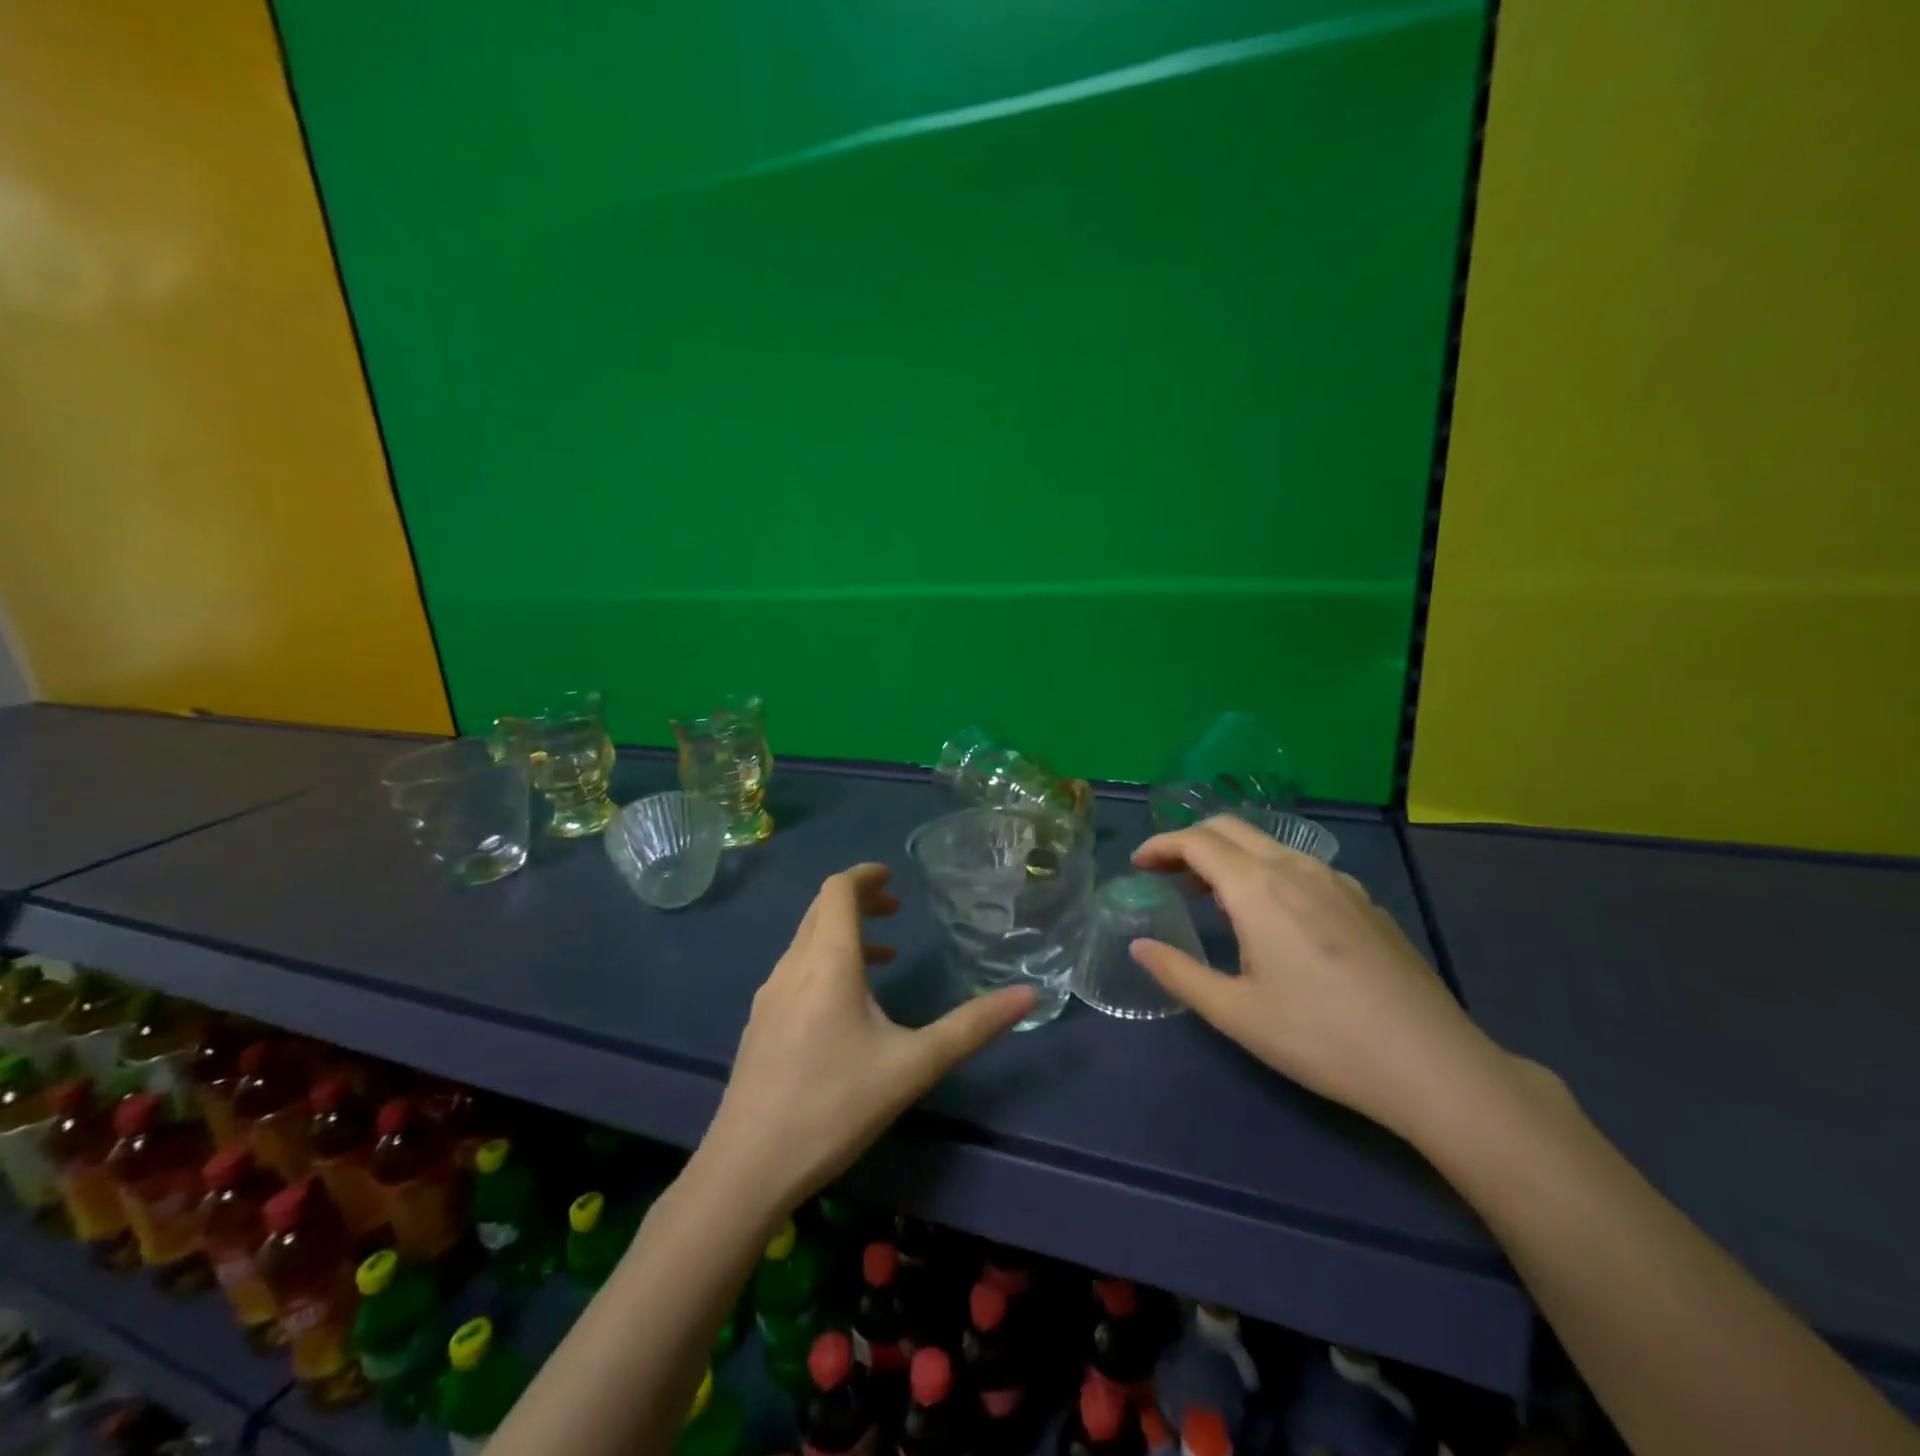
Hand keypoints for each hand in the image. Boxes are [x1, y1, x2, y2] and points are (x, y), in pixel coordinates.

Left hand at [699, 863, 1036, 1211]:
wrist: (748, 1167)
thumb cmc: (835, 1106)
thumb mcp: (914, 1066)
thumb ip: (972, 1026)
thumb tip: (1029, 995)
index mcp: (827, 962)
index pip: (838, 891)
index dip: (865, 875)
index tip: (893, 876)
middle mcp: (792, 967)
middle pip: (821, 910)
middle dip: (858, 900)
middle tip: (895, 908)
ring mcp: (769, 996)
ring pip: (806, 941)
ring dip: (843, 933)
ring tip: (883, 956)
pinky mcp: (759, 1024)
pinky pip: (795, 970)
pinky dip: (825, 962)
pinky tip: (846, 1006)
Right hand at [1128, 816, 1501, 1138]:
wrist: (1432, 1063)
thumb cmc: (1321, 1037)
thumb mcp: (1236, 1014)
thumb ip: (1179, 973)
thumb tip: (1139, 946)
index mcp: (1258, 888)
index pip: (1196, 841)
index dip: (1160, 846)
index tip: (1138, 866)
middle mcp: (1295, 869)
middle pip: (1230, 828)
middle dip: (1190, 841)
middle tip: (1166, 873)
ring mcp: (1337, 881)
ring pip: (1268, 845)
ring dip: (1228, 856)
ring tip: (1210, 896)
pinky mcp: (1364, 901)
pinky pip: (1300, 866)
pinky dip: (1265, 872)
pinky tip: (1271, 917)